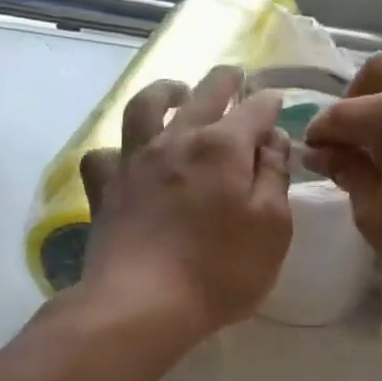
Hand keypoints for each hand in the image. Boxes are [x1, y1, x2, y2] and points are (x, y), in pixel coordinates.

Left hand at [78, 67, 292, 338]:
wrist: (143, 304)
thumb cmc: (221, 271)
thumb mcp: (272, 228)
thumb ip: (275, 178)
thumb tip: (272, 139)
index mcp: (223, 147)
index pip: (255, 111)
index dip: (269, 104)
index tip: (277, 104)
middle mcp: (177, 140)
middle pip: (203, 95)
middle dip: (225, 81)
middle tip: (235, 76)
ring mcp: (134, 161)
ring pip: (145, 107)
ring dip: (165, 91)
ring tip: (176, 91)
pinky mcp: (105, 190)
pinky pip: (104, 155)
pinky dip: (117, 149)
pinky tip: (125, 155)